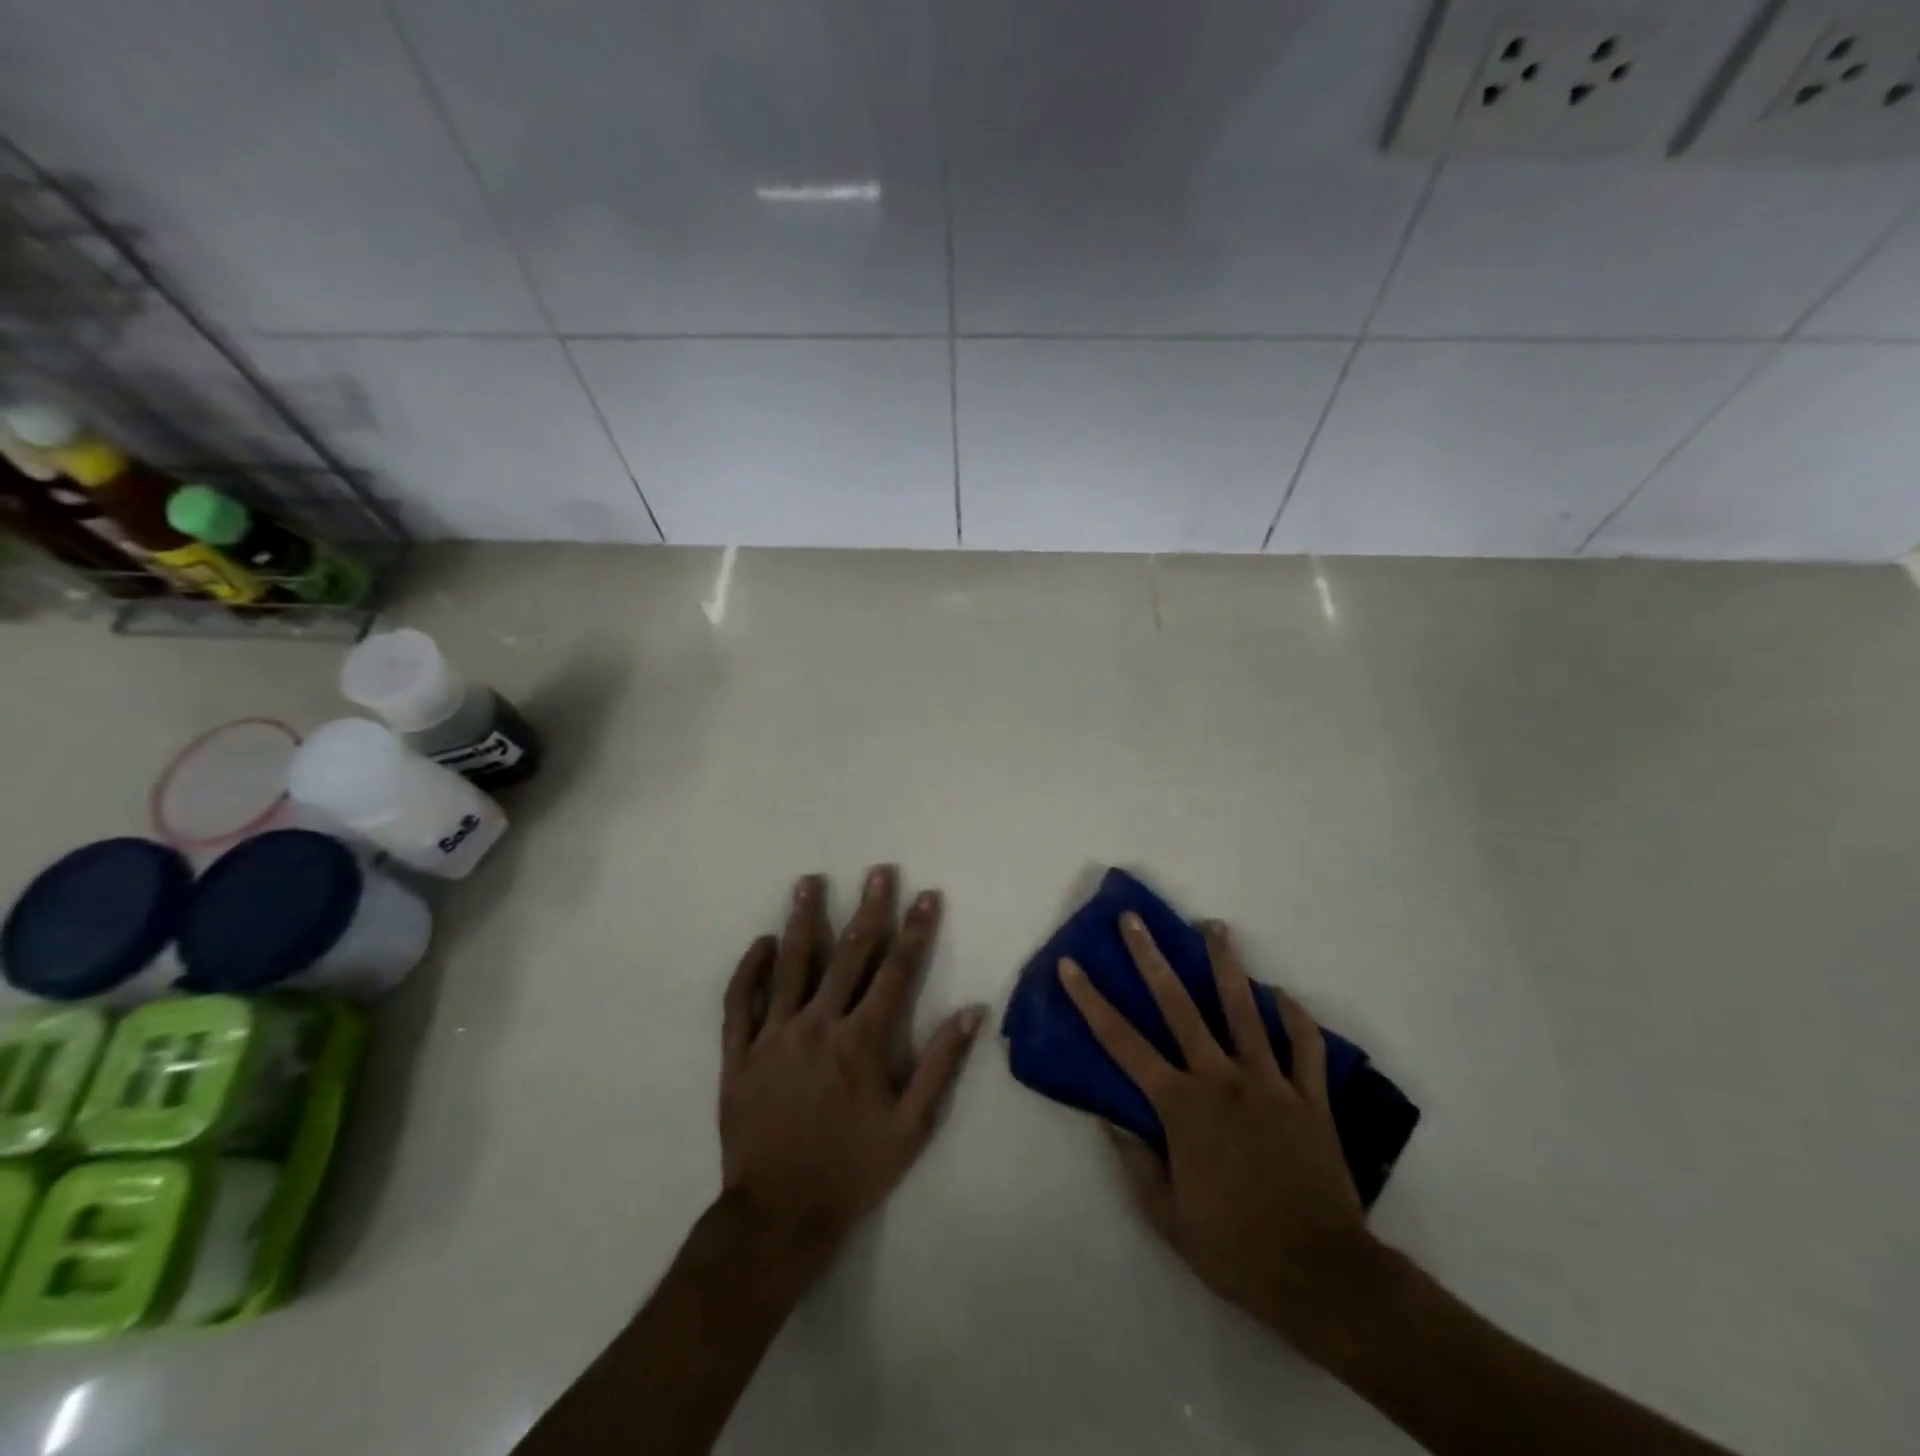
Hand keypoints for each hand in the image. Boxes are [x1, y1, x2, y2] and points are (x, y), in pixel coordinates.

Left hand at [720, 866, 985, 1270]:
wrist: (778, 1216)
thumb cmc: (852, 1169)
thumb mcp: (910, 1127)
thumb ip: (940, 1065)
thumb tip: (972, 1012)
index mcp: (862, 1040)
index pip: (896, 971)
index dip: (914, 930)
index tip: (926, 895)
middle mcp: (818, 1025)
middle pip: (847, 954)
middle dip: (867, 910)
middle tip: (877, 871)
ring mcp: (774, 1036)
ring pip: (791, 965)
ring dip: (802, 920)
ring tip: (809, 881)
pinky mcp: (738, 1054)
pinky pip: (740, 1002)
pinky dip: (750, 970)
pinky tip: (761, 943)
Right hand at [1060, 914, 1377, 1361]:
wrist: (1320, 1275)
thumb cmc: (1234, 1247)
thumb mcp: (1166, 1215)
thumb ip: (1134, 1159)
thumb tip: (1107, 1115)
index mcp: (1181, 1105)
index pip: (1123, 1042)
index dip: (1091, 1001)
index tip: (1071, 966)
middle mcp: (1221, 1079)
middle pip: (1179, 1006)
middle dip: (1152, 958)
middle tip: (1136, 919)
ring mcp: (1269, 1083)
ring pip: (1245, 1010)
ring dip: (1227, 965)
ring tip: (1215, 927)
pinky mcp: (1310, 1099)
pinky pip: (1305, 1048)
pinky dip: (1296, 1018)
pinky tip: (1284, 995)